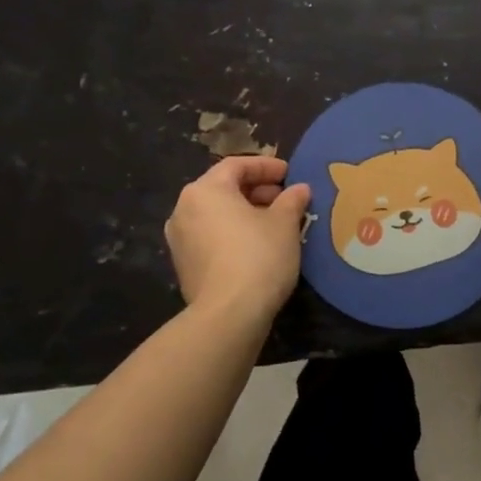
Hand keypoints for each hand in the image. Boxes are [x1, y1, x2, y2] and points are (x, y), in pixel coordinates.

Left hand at [166, 157, 310, 323]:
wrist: (228, 315)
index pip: (237, 165)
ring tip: (276, 223)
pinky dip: (233, 233)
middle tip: (286, 199)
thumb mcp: (284, 223)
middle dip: (257, 191)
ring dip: (246, 213)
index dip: (266, 166)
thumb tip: (300, 189)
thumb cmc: (258, 256)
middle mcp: (184, 209)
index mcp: (206, 190)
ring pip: (217, 214)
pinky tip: (258, 246)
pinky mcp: (184, 266)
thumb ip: (292, 200)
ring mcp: (180, 239)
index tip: (290, 174)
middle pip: (224, 188)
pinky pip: (211, 237)